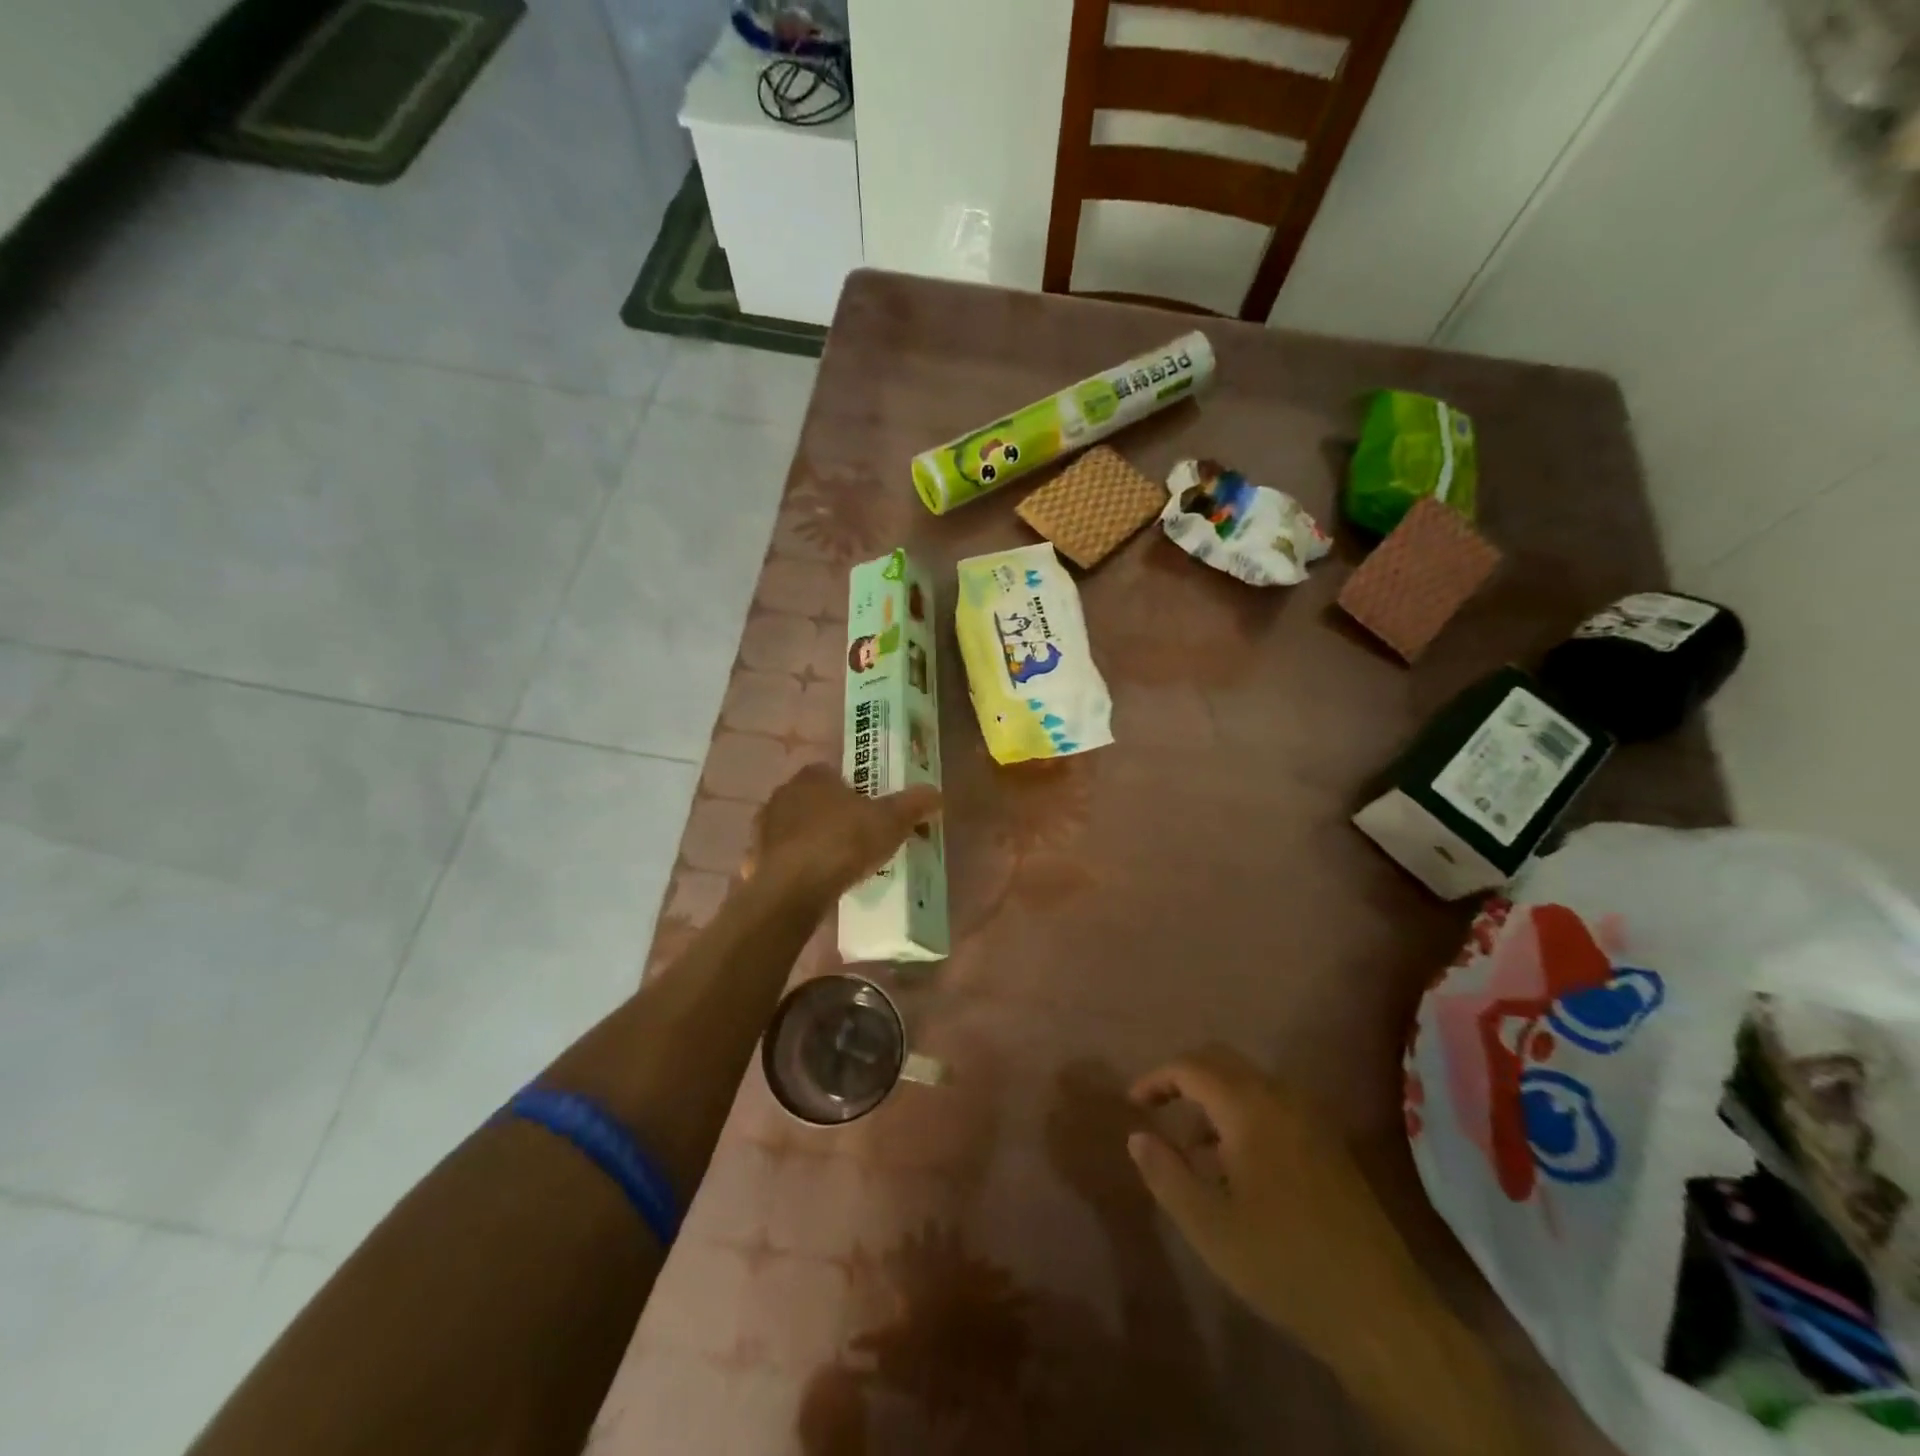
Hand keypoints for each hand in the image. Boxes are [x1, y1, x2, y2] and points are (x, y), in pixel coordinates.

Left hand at [752, 764, 941, 903]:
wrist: (794, 888)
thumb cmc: (844, 842)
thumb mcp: (891, 821)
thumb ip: (914, 804)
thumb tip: (937, 793)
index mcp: (814, 776)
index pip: (834, 773)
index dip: (853, 791)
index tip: (870, 812)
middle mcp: (783, 793)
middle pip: (813, 800)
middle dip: (832, 816)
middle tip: (857, 839)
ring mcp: (764, 827)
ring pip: (794, 829)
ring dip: (811, 841)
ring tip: (836, 865)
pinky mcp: (754, 858)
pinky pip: (780, 858)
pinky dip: (794, 867)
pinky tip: (811, 884)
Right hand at [1126, 1045, 1433, 1367]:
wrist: (1381, 1313)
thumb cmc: (1284, 1264)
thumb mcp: (1209, 1226)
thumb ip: (1165, 1173)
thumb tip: (1137, 1136)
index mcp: (1249, 1107)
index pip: (1190, 1067)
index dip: (1156, 1079)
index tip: (1133, 1104)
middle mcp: (1281, 1097)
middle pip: (1221, 1061)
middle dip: (1184, 1079)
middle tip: (1157, 1111)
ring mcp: (1310, 1117)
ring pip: (1248, 1083)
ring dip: (1213, 1099)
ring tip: (1191, 1149)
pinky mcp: (1328, 1142)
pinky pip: (1272, 1105)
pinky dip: (1241, 1115)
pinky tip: (1234, 1167)